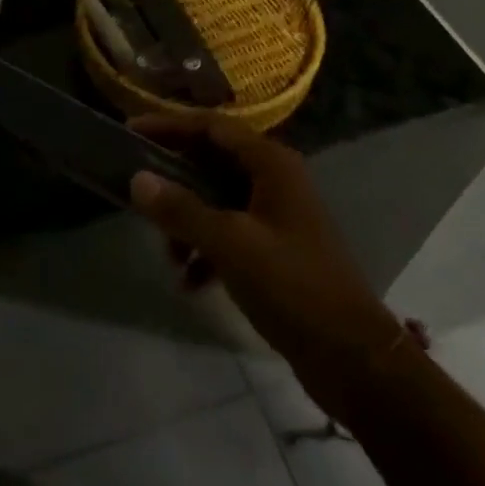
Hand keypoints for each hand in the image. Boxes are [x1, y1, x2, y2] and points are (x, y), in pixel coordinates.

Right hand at [130, 116, 402, 413]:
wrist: (355, 360)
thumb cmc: (294, 287)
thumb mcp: (230, 245)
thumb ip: (182, 210)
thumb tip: (137, 179)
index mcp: (270, 163)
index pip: (210, 127)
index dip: (168, 125)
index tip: (129, 131)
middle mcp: (274, 179)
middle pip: (210, 161)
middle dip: (173, 180)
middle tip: (137, 192)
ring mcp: (276, 214)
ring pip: (216, 199)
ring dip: (187, 221)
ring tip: (167, 255)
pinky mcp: (275, 248)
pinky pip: (228, 232)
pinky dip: (205, 249)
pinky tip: (190, 282)